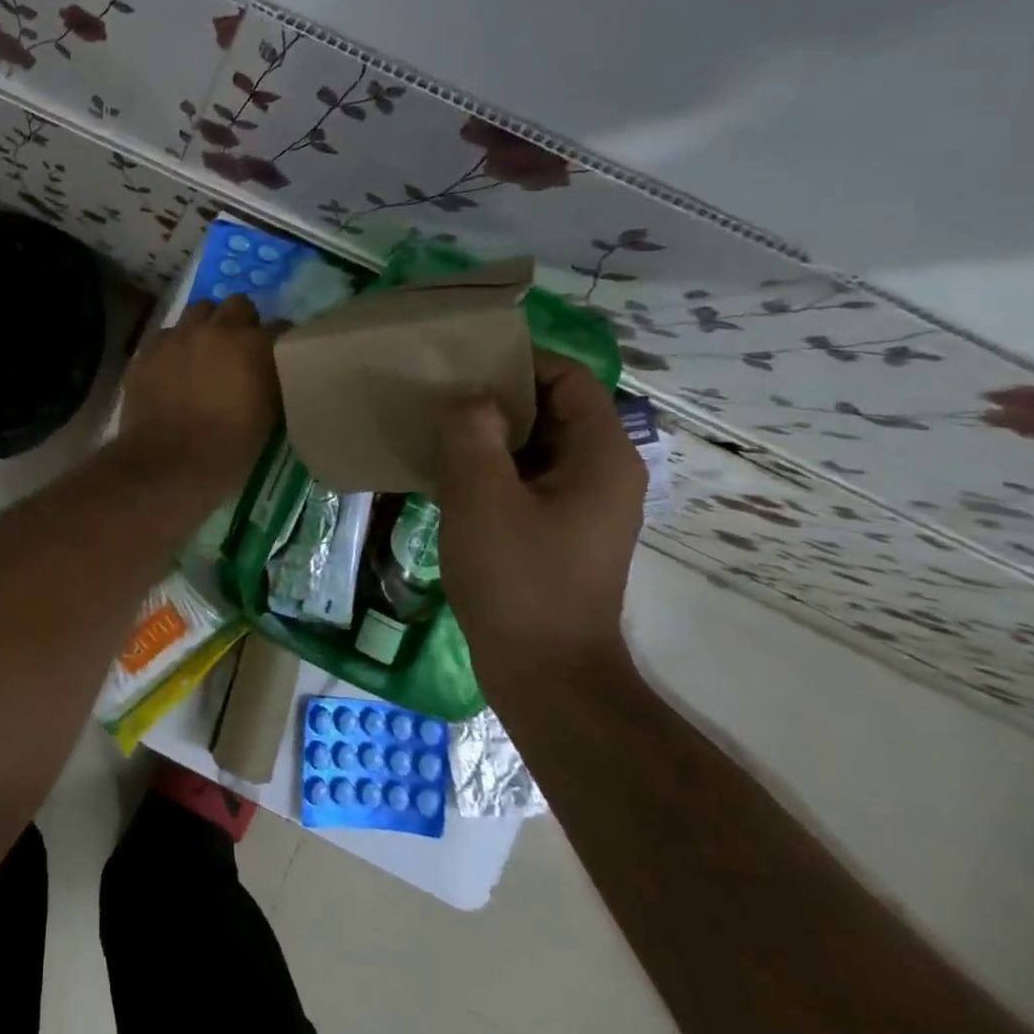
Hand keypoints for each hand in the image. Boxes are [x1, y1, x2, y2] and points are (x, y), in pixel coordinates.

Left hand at [119, 296, 280, 497]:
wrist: (169, 464)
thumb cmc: (228, 449)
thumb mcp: (267, 416)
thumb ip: (269, 379)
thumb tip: (268, 368)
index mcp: (252, 344)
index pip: (278, 326)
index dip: (279, 340)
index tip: (278, 354)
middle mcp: (215, 329)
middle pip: (235, 305)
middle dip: (240, 321)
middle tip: (239, 348)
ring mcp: (176, 336)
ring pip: (197, 312)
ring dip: (206, 326)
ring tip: (204, 352)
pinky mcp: (147, 350)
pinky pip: (166, 334)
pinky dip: (175, 345)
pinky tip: (174, 367)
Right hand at [435, 350, 647, 702]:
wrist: (545, 673)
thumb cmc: (517, 578)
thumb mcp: (482, 495)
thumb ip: (472, 431)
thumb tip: (468, 394)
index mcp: (601, 455)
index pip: (568, 378)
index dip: (518, 360)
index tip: (461, 360)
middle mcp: (600, 472)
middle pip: (551, 407)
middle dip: (495, 394)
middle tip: (437, 391)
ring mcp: (579, 504)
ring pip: (532, 443)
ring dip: (486, 431)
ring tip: (432, 424)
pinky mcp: (555, 529)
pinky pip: (522, 476)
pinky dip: (487, 464)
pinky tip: (443, 470)